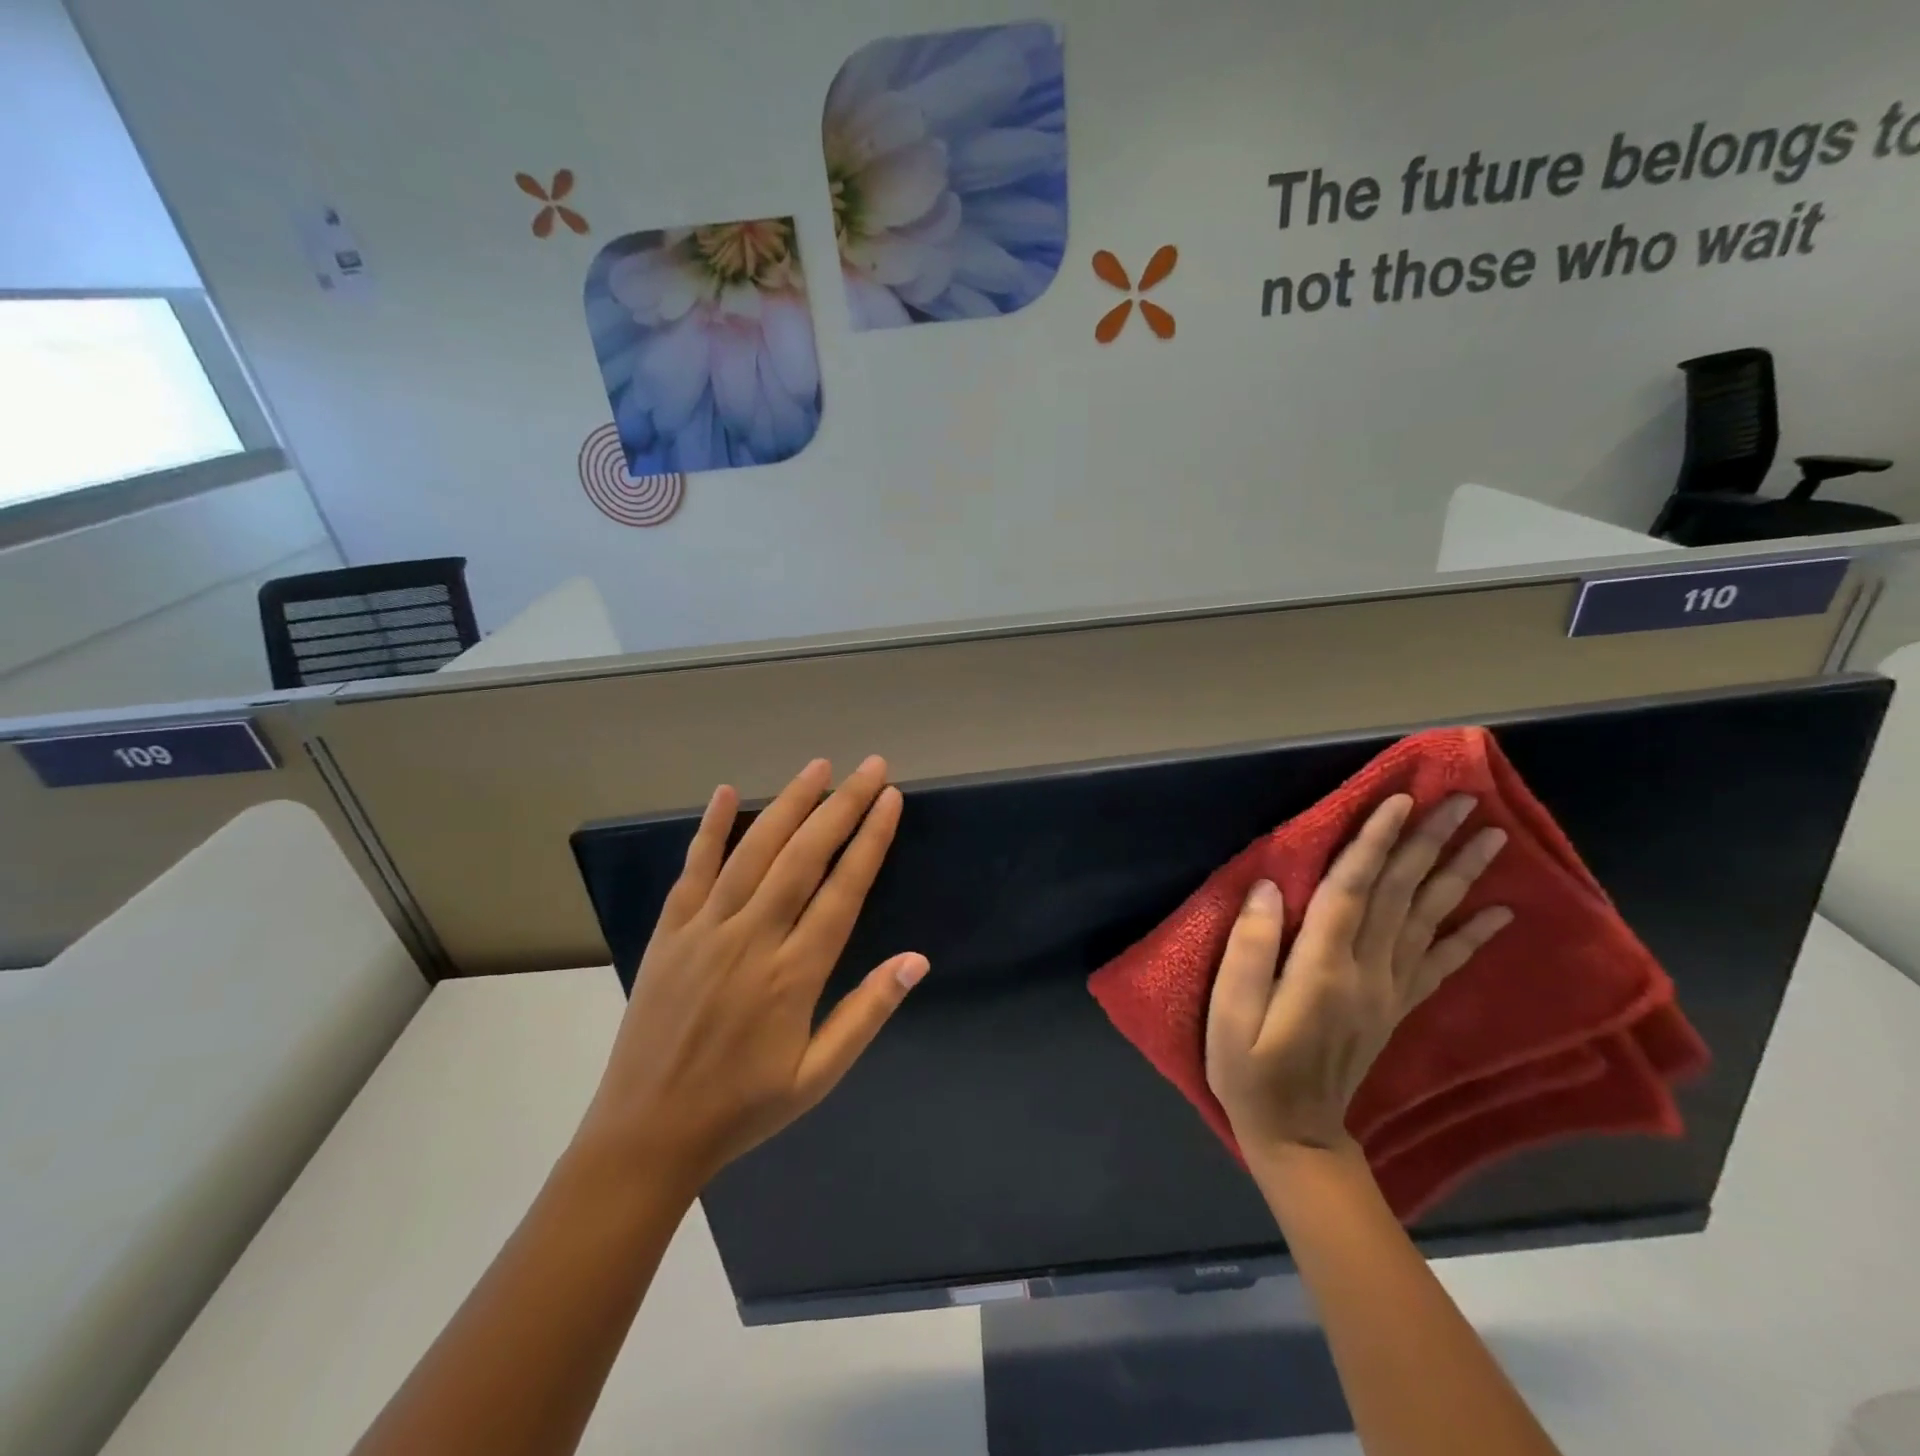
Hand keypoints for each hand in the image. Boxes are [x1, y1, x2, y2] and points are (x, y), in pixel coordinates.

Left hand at [577, 756, 927, 1190]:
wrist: (645, 1134)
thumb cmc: (742, 1108)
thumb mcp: (818, 1076)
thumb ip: (867, 1013)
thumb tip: (916, 960)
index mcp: (793, 974)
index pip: (843, 889)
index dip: (870, 839)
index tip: (890, 799)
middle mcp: (751, 938)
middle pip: (804, 856)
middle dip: (841, 805)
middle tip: (869, 766)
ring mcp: (705, 929)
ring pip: (753, 851)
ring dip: (789, 803)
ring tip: (818, 767)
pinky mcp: (670, 931)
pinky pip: (693, 869)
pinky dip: (709, 828)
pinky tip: (725, 792)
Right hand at [1205, 793, 1511, 1158]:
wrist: (1295, 1135)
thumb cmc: (1249, 1069)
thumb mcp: (1229, 1013)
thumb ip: (1249, 948)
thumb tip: (1269, 887)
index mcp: (1322, 968)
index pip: (1353, 890)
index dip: (1375, 842)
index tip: (1400, 799)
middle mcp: (1367, 972)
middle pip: (1400, 896)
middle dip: (1429, 843)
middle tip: (1463, 799)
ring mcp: (1388, 991)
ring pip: (1429, 921)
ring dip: (1459, 875)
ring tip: (1490, 836)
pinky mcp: (1396, 1008)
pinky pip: (1441, 966)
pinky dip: (1472, 937)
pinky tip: (1500, 914)